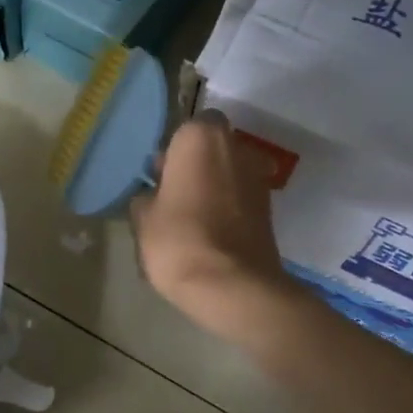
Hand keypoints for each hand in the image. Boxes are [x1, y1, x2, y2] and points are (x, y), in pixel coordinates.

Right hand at [130, 111, 292, 339]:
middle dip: (196, 163)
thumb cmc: (178, 240)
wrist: (233, 286)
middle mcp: (235, 148)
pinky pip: (241, 197)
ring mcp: (257, 178)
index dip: (176, 147)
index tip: (161, 171)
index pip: (190, 125)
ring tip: (191, 215)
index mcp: (201, 138)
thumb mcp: (143, 218)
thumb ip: (147, 197)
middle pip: (213, 146)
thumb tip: (154, 195)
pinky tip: (210, 231)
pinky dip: (229, 206)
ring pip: (230, 171)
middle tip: (173, 192)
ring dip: (214, 184)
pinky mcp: (270, 209)